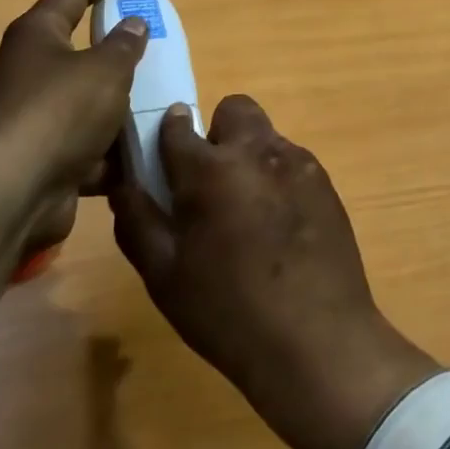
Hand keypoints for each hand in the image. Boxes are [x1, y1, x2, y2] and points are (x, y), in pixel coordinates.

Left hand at [0, 0, 147, 345]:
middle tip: (150, 45)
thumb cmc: (59, 113)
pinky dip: (110, 148)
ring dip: (117, 103)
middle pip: (77, 48)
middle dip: (115, 49)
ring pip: (84, 100)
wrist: (10, 195)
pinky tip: (141, 152)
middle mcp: (28, 70)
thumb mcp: (105, 70)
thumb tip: (133, 24)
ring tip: (157, 102)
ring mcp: (31, 116)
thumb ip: (125, 44)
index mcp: (37, 35)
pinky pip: (83, 143)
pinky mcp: (39, 156)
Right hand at [111, 96, 440, 448]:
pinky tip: (280, 228)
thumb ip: (138, 221)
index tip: (164, 157)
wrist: (316, 337)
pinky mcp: (325, 181)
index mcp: (210, 169)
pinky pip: (292, 162)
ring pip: (265, 136)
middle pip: (233, 110)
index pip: (178, 126)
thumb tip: (124, 184)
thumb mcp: (164, 276)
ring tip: (248, 214)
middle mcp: (257, 150)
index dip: (167, 135)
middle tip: (211, 183)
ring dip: (250, 158)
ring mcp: (298, 162)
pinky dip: (279, 179)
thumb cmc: (227, 311)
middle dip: (218, 134)